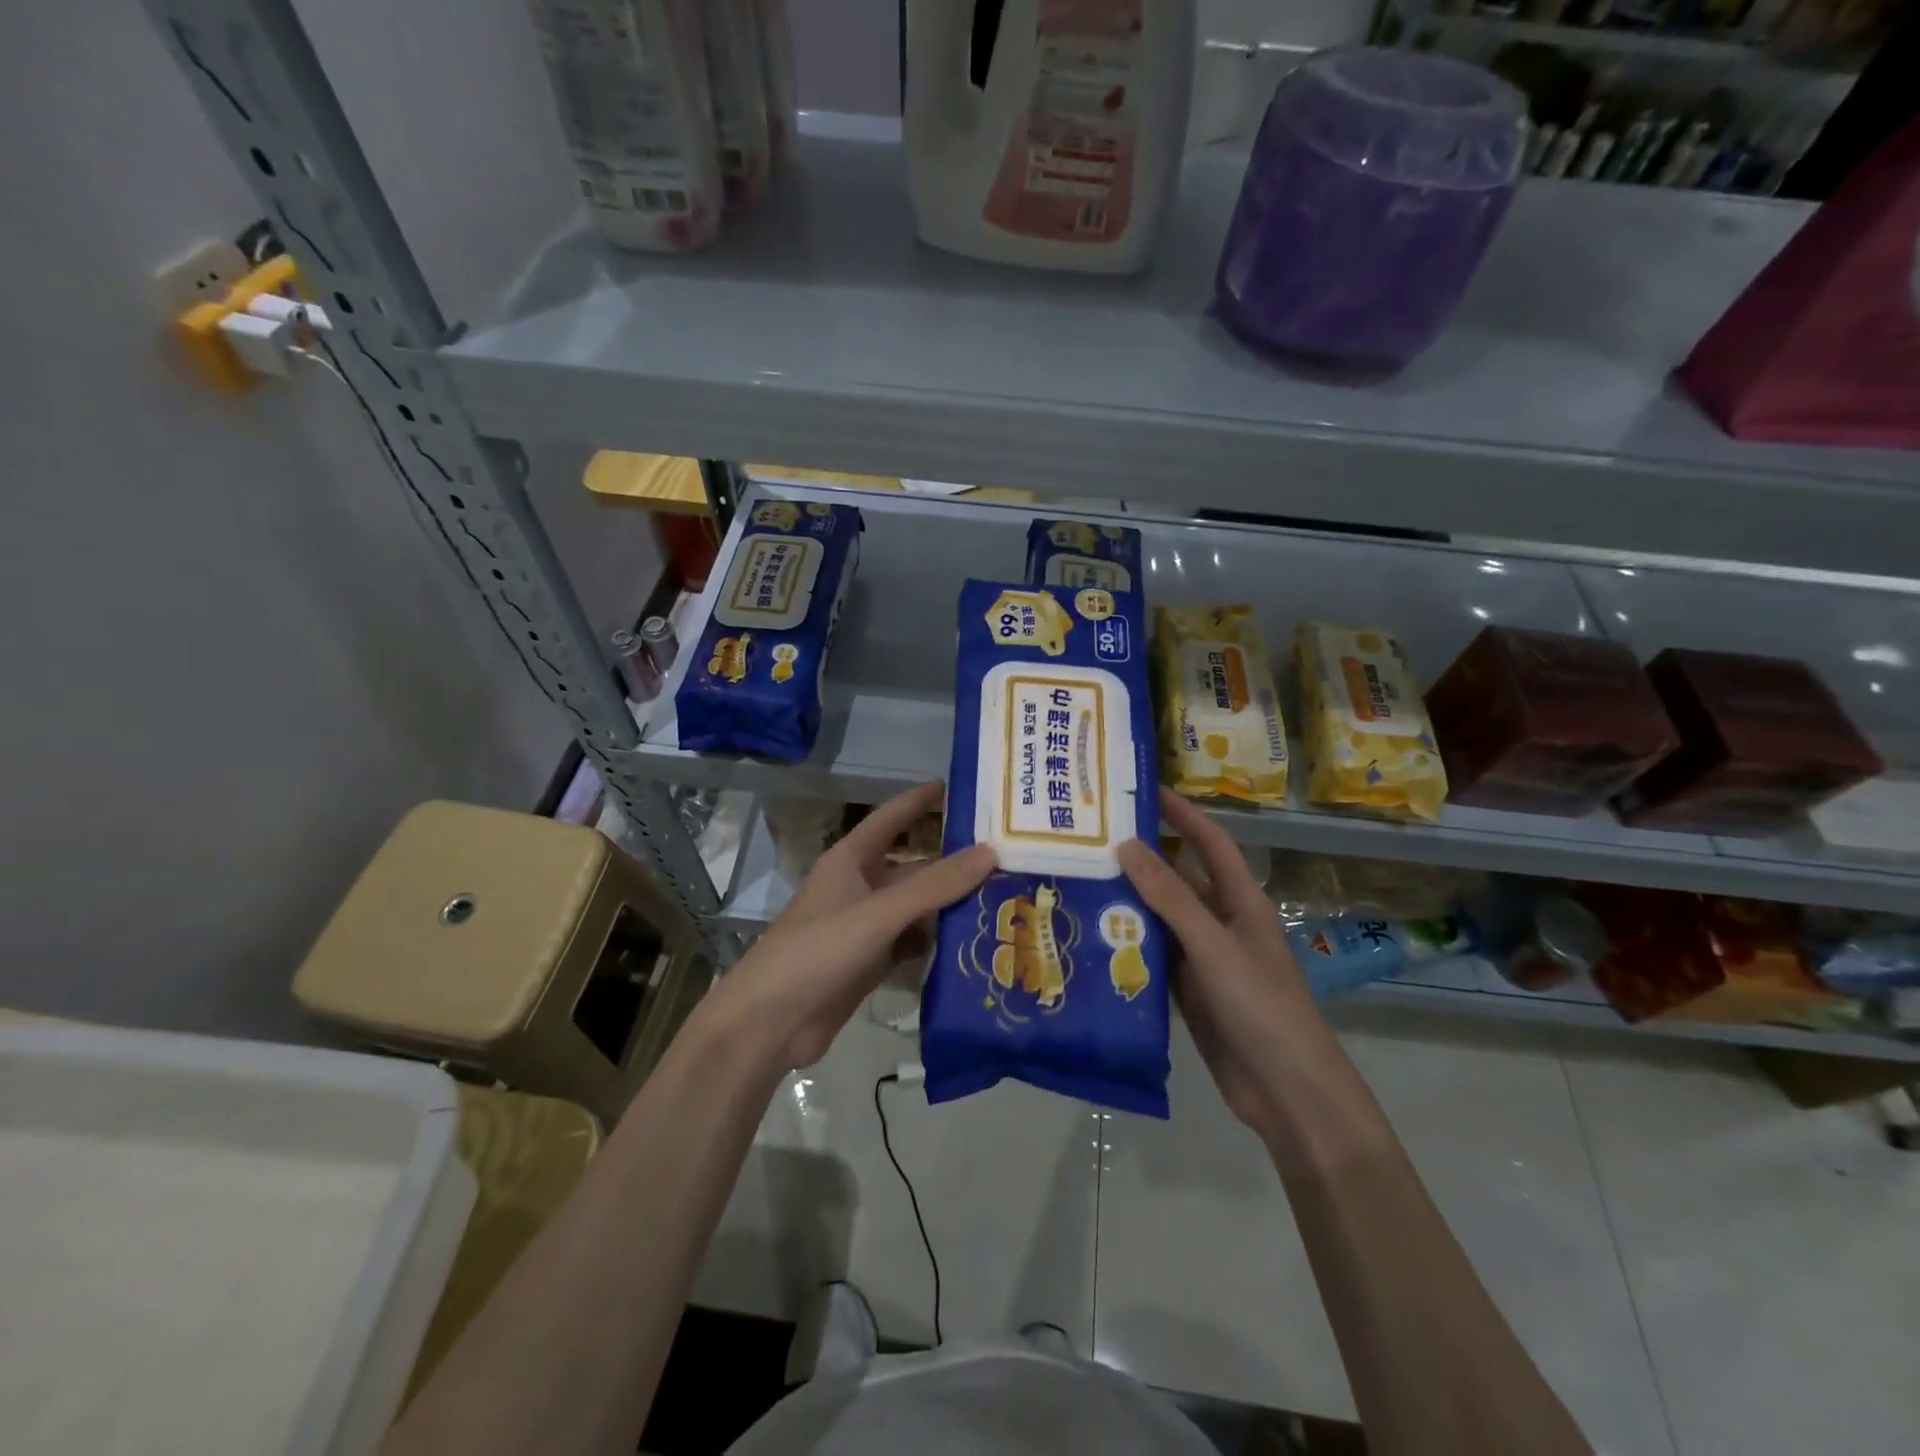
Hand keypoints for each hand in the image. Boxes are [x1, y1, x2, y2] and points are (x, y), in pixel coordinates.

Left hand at [700, 782, 995, 1073]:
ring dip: (952, 904)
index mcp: (850, 860)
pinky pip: (913, 941)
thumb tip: (990, 851)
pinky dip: (939, 940)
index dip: (921, 800)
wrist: (770, 1024)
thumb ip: (934, 886)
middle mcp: (860, 886)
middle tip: (1006, 856)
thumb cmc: (818, 952)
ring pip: (917, 906)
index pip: (891, 817)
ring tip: (1005, 897)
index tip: (962, 787)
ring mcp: (866, 926)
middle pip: (913, 866)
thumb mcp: (878, 913)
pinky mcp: (872, 961)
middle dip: (953, 862)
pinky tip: (975, 941)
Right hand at [1117, 789, 1327, 1136]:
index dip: (1183, 814)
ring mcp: (1204, 959)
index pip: (1211, 843)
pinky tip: (1093, 936)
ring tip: (1080, 881)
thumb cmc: (1261, 1007)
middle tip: (1092, 840)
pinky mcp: (1188, 992)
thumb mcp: (1214, 947)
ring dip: (1129, 902)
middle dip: (1142, 858)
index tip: (1146, 790)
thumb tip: (1127, 845)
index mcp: (1241, 903)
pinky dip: (1128, 945)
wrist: (1287, 1092)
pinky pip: (1154, 957)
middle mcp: (1222, 924)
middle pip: (1179, 879)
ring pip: (1161, 919)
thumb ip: (1171, 898)